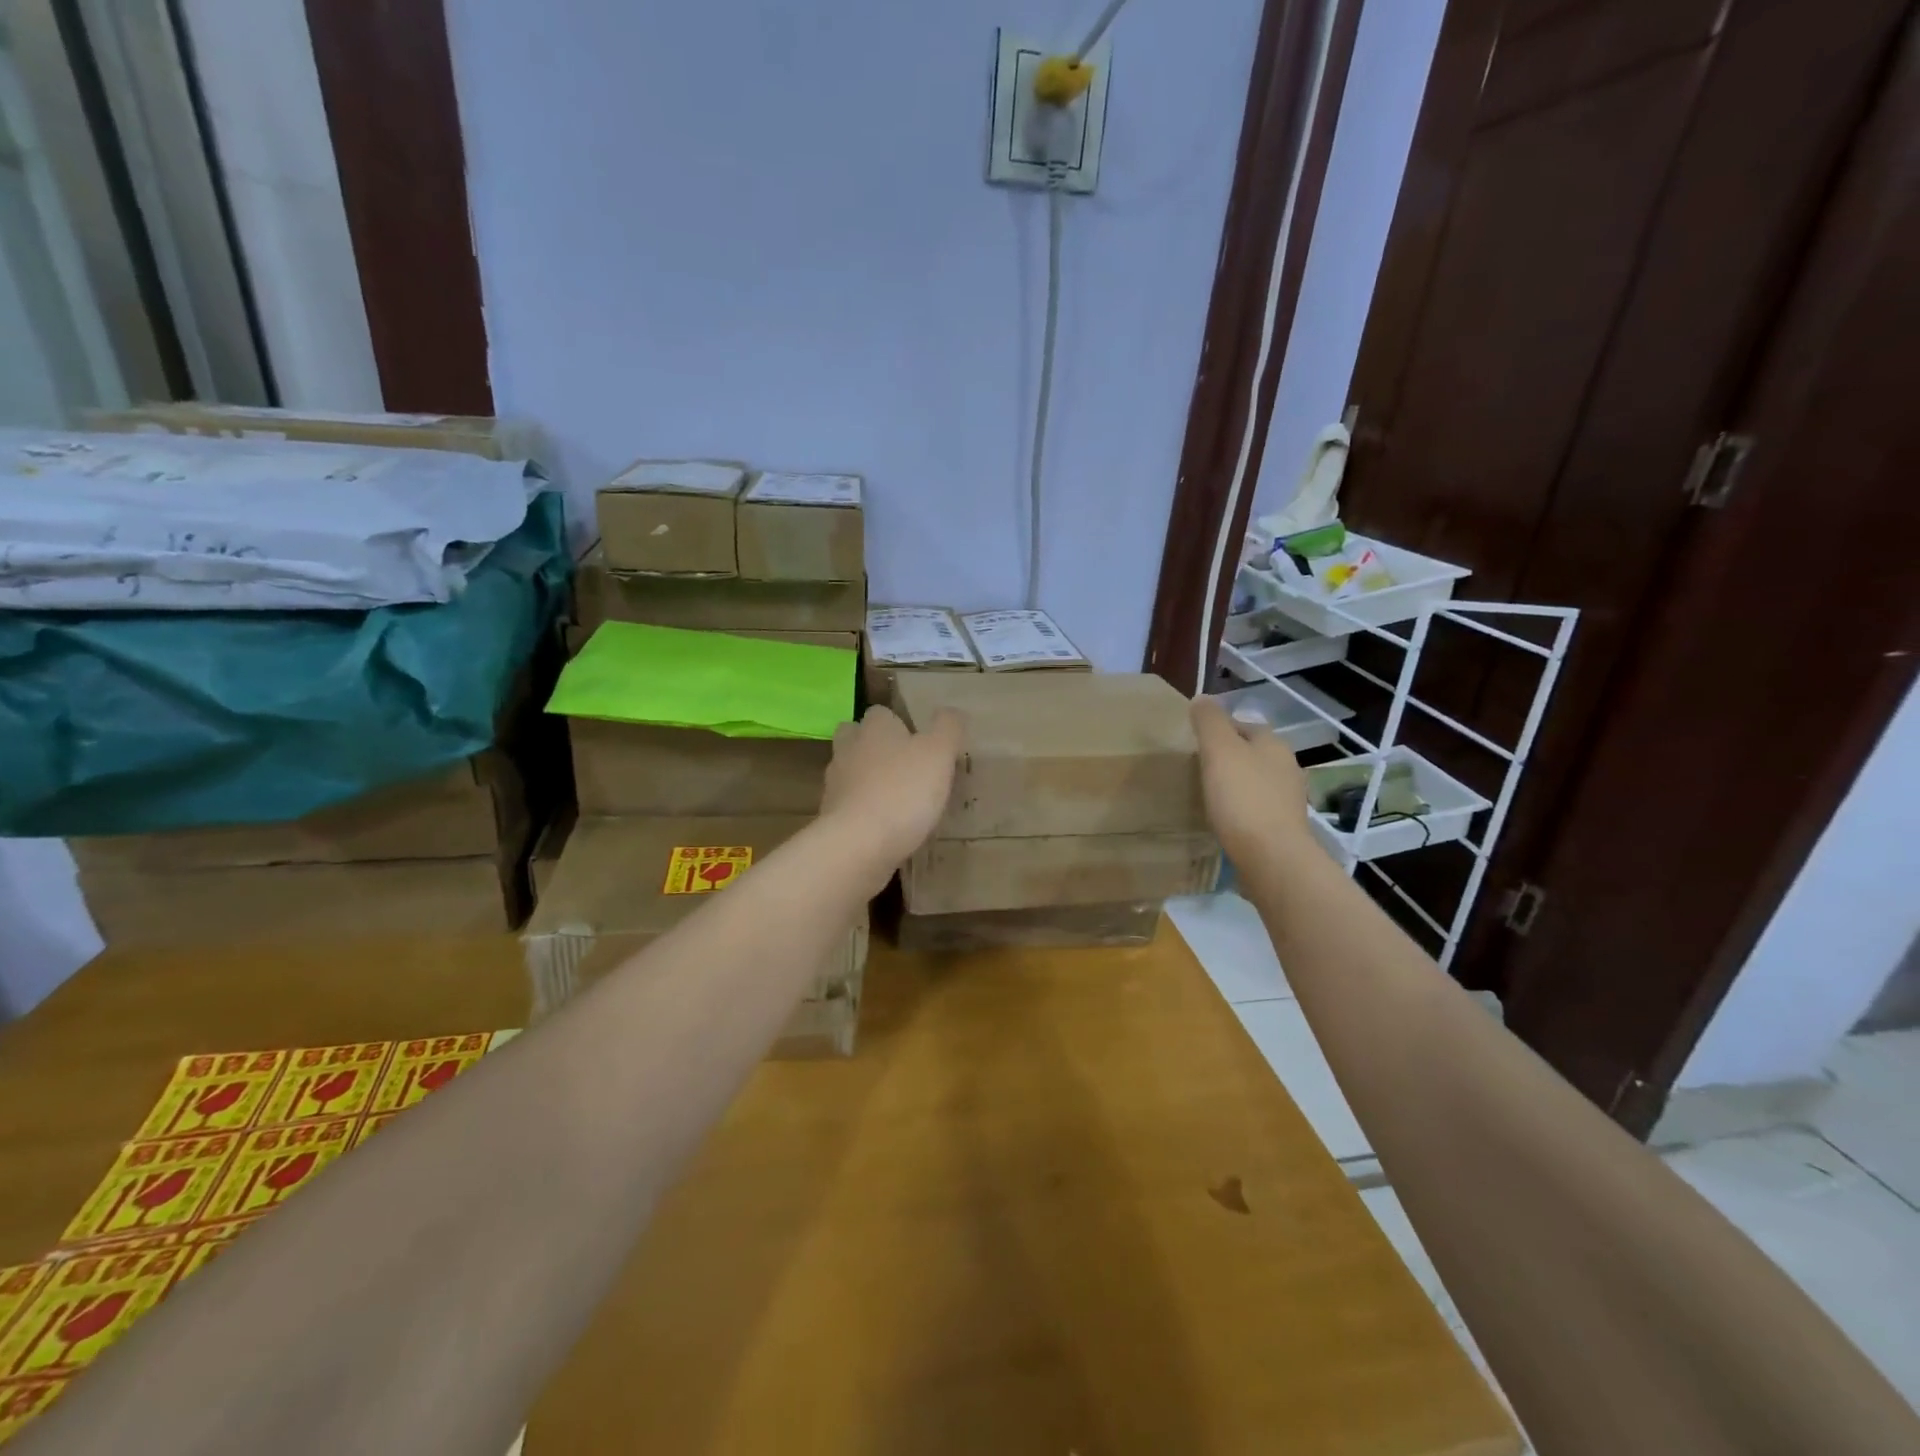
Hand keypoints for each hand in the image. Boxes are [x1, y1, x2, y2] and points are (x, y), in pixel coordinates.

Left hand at [822, 706, 964, 866]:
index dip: (898, 723)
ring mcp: (835, 784)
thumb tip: (951, 712)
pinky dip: (863, 810)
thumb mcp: (939, 753)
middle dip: (873, 746)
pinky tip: (884, 825)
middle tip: (901, 764)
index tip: (917, 741)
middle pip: (855, 737)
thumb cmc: (903, 790)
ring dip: (867, 779)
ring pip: (849, 771)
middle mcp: (849, 749)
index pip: (880, 713)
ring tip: (896, 798)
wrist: (859, 844)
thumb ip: (948, 728)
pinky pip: (848, 805)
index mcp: (874, 728)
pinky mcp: (830, 816)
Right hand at [1190, 695, 1313, 867]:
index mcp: (1274, 744)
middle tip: (1198, 768)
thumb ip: (1209, 721)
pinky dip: (1243, 811)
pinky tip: (1226, 821)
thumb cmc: (1243, 798)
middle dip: (1230, 758)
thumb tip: (1202, 698)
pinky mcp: (1284, 829)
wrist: (1272, 858)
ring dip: (1237, 785)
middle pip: (1253, 754)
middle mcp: (1288, 768)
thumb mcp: (1219, 750)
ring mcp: (1289, 800)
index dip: (1219, 729)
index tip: (1195, 742)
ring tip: (1209, 795)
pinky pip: (1258, 810)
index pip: (1244, 725)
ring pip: (1257, 782)